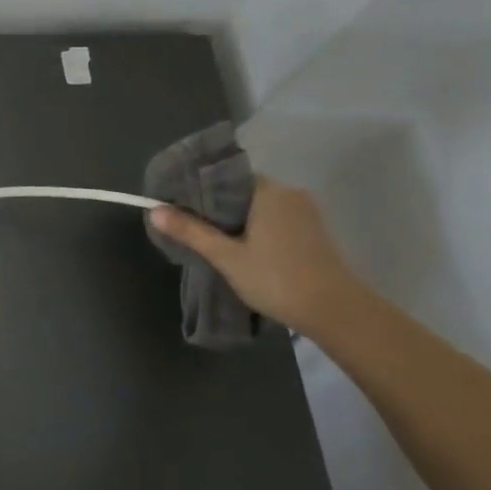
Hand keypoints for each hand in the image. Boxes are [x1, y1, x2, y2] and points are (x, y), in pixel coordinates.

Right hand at [149, 178, 367, 335]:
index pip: (226, 177)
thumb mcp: (226, 256)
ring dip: (237, 221)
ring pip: (259, 207)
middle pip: (242, 192)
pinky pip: (275, 220)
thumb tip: (154, 209)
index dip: (200, 189)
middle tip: (189, 226)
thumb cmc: (277, 279)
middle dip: (216, 207)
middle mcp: (289, 193)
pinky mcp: (313, 232)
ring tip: (211, 240)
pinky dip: (256, 229)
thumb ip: (191, 231)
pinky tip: (242, 249)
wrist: (336, 312)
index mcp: (268, 191)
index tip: (178, 205)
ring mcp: (306, 212)